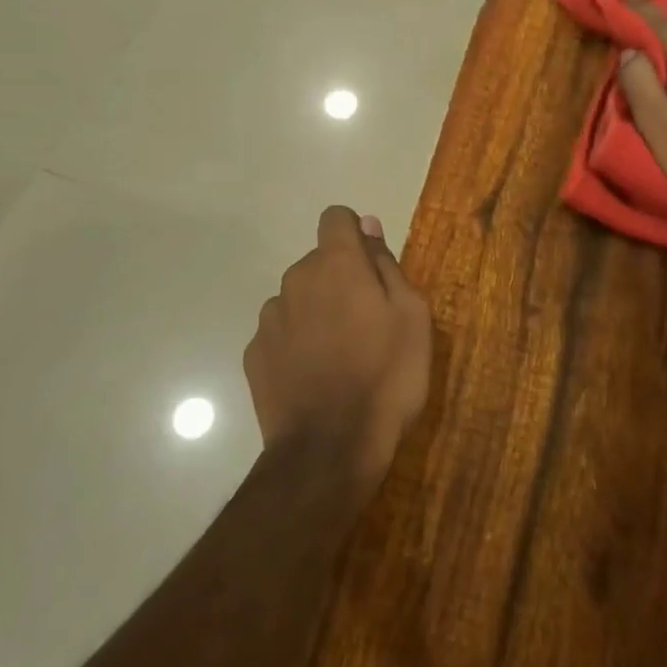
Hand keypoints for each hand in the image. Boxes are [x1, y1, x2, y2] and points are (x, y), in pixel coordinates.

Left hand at [245, 206, 432, 497]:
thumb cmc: (386, 377)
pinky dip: (296, 343)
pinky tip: (314, 377)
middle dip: (340, 280)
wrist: (330, 448)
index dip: (354, 236)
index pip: (336, 218)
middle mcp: (296, 280)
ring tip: (340, 357)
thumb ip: (386, 265)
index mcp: (337, 265)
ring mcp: (270, 318)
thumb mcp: (412, 317)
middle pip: (318, 262)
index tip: (371, 268)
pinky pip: (281, 333)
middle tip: (367, 325)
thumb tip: (367, 226)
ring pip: (298, 298)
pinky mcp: (254, 353)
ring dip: (316, 312)